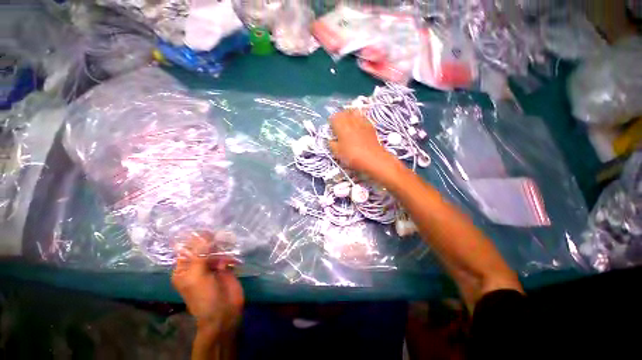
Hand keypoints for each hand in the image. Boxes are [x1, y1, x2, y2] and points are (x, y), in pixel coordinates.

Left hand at [172, 232, 243, 336]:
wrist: (224, 311)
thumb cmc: (204, 295)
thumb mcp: (197, 275)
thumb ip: (200, 253)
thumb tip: (204, 233)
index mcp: (184, 269)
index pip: (185, 249)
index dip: (192, 237)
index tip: (201, 225)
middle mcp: (197, 265)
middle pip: (202, 247)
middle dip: (209, 239)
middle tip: (217, 232)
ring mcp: (212, 266)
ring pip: (215, 249)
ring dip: (221, 245)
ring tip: (227, 242)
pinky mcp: (225, 267)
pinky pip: (227, 254)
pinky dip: (230, 253)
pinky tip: (233, 257)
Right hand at [329, 110, 395, 176]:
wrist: (372, 159)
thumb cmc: (351, 155)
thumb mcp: (337, 152)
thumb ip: (331, 144)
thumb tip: (331, 140)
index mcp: (341, 125)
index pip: (333, 117)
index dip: (331, 122)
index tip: (331, 129)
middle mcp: (351, 120)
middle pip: (344, 112)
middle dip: (340, 117)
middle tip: (339, 125)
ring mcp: (362, 122)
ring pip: (354, 112)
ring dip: (350, 116)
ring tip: (349, 124)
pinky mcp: (371, 126)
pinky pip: (363, 118)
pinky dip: (359, 119)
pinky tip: (359, 127)